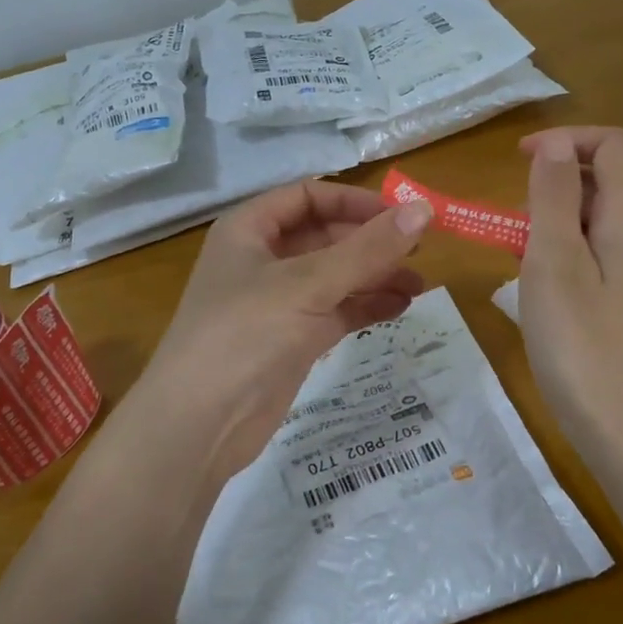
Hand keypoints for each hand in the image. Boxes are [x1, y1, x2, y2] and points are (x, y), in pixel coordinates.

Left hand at [135, 180, 432, 481]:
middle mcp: (263, 259)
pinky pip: (336, 310)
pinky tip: (400, 307)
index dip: (355, 202)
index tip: (401, 216)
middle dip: (371, 242)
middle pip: (326, 236)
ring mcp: (278, 302)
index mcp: (250, 230)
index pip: (309, 197)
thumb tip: (423, 210)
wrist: (199, 426)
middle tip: (420, 251)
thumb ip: (367, 249)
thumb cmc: (244, 335)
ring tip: (419, 285)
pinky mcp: (292, 339)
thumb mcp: (307, 284)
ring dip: (375, 276)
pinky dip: (365, 306)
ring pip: (335, 276)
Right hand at [518, 126, 622, 460]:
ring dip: (559, 218)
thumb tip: (554, 145)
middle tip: (512, 220)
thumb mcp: (554, 264)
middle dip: (557, 182)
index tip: (517, 160)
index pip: (615, 145)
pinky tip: (544, 290)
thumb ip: (555, 197)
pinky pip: (604, 252)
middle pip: (611, 178)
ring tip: (519, 256)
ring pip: (603, 217)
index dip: (566, 139)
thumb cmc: (583, 347)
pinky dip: (570, 249)